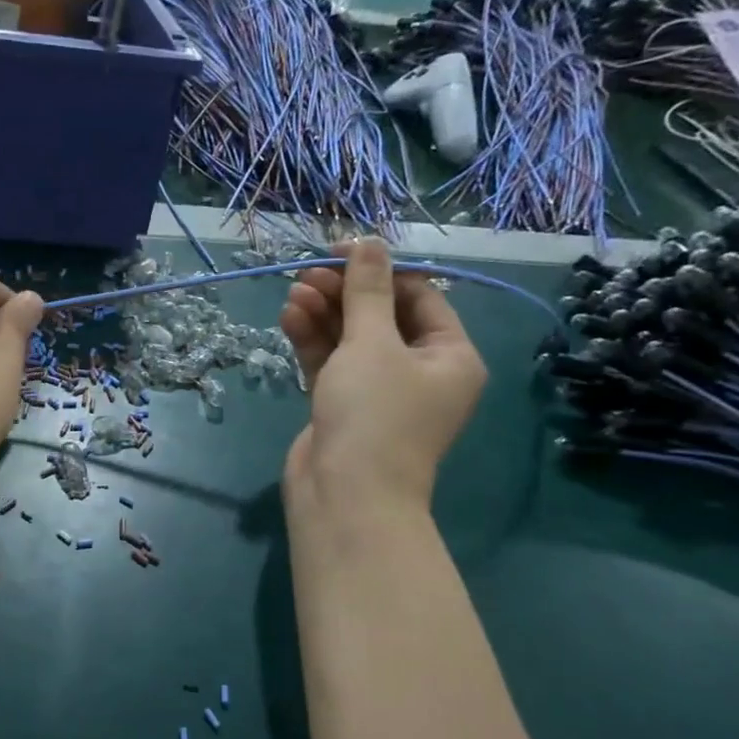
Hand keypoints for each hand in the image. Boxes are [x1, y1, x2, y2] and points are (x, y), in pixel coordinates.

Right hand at [279, 240, 485, 532]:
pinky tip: (289, 317)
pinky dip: (312, 341)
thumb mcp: (372, 344)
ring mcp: (378, 391)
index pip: (419, 296)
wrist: (345, 496)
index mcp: (449, 355)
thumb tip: (369, 242)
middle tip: (307, 273)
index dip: (379, 270)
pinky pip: (331, 363)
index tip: (339, 251)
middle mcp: (419, 371)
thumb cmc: (373, 414)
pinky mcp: (343, 406)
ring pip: (351, 339)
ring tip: (293, 292)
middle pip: (381, 315)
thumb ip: (367, 292)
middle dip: (344, 293)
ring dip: (323, 313)